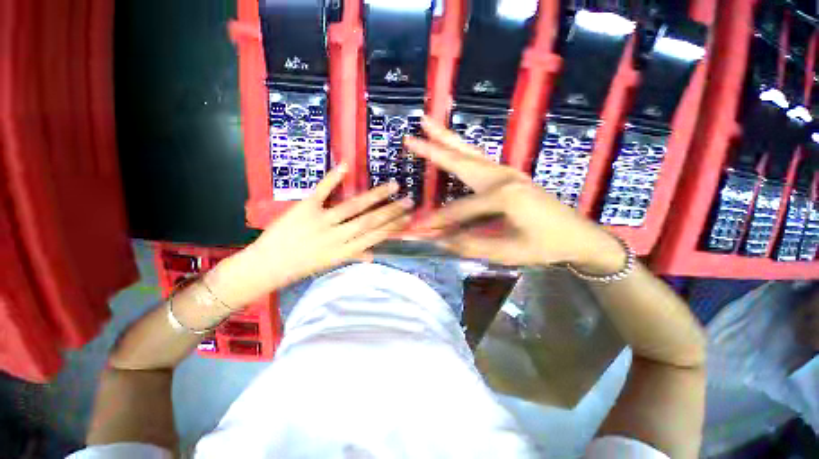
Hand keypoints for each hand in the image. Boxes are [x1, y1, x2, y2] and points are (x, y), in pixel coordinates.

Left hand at [205, 164, 412, 307]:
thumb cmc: (302, 266)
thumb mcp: (330, 264)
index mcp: (344, 251)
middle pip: (370, 221)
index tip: (407, 218)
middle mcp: (337, 236)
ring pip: (353, 207)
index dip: (393, 227)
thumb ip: (353, 256)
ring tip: (392, 186)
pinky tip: (346, 167)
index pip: (375, 237)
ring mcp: (321, 221)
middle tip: (408, 200)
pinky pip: (321, 191)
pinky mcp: (304, 209)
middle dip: (392, 210)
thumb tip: (373, 255)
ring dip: (375, 196)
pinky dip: (333, 178)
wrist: (267, 265)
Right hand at [405, 118, 623, 271]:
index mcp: (503, 197)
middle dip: (433, 150)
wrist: (579, 235)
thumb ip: (470, 246)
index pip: (458, 210)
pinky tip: (452, 146)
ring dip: (447, 139)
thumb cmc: (546, 246)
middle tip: (410, 137)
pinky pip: (479, 158)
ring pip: (470, 152)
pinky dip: (461, 150)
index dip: (438, 222)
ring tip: (427, 124)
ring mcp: (507, 171)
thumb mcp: (507, 252)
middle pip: (460, 161)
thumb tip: (439, 241)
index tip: (420, 229)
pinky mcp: (510, 173)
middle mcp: (503, 177)